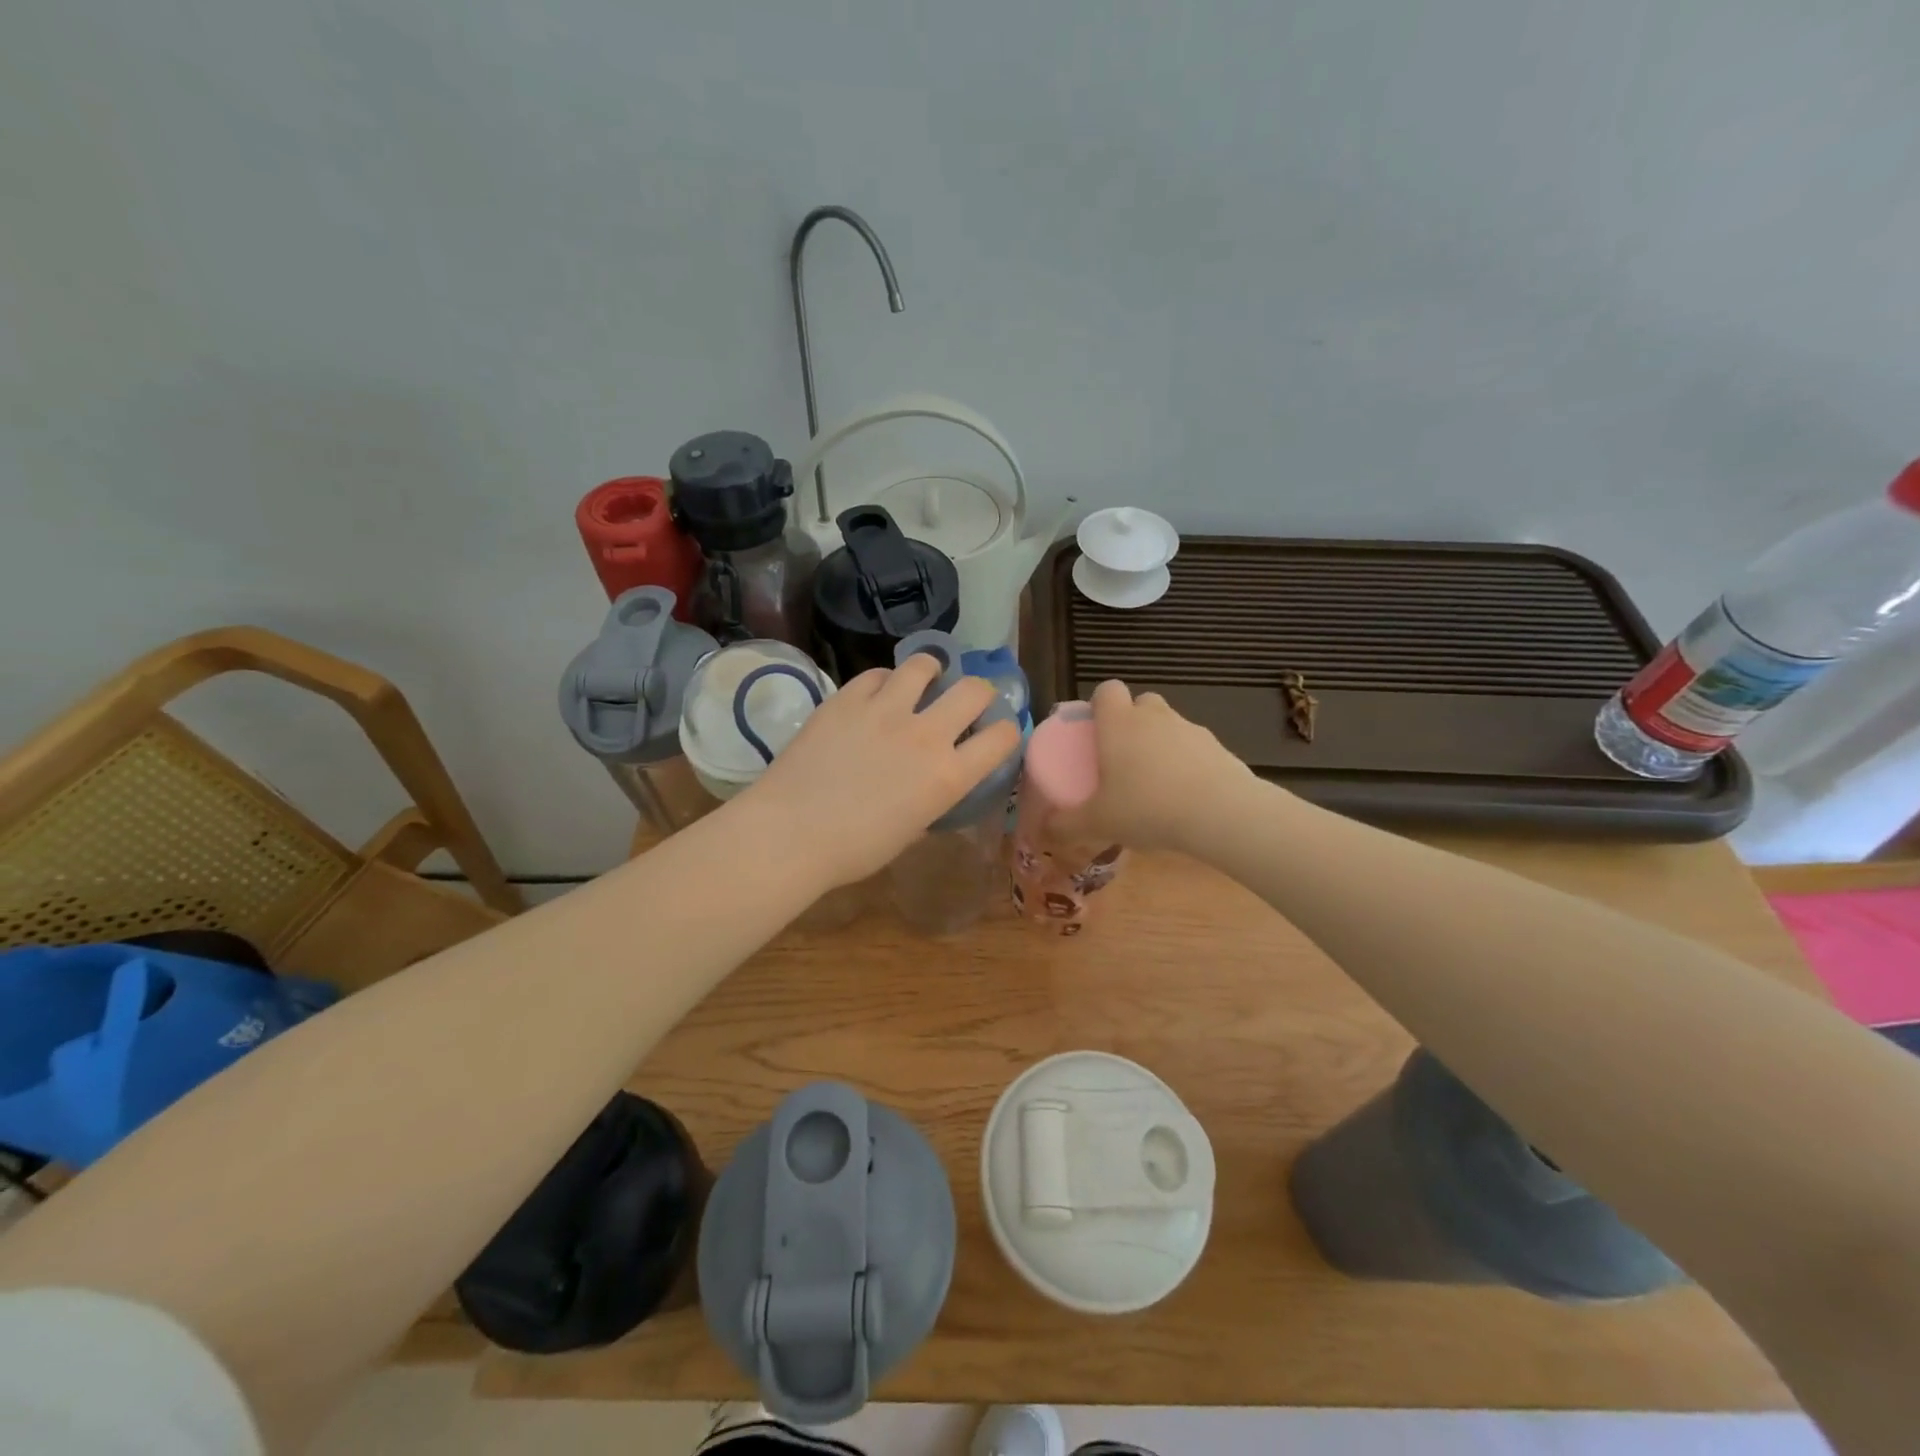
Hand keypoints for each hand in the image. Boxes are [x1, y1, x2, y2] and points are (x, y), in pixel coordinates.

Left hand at [742, 654, 1021, 888]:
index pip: (1001, 738)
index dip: (1006, 732)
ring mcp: (885, 710)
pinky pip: (876, 674)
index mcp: (948, 776)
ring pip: (924, 665)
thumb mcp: (908, 833)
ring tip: (922, 682)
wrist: (791, 833)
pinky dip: (883, 682)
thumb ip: (929, 803)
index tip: (996, 734)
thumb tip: (927, 792)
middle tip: (965, 702)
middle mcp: (926, 734)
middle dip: (978, 693)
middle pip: (973, 691)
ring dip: (930, 672)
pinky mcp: (847, 698)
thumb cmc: (853, 850)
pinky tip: (876, 694)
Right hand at [1052, 679, 1256, 852]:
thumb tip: (1044, 830)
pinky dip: (1187, 762)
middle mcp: (1154, 716)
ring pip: (1169, 724)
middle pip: (1141, 703)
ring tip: (1155, 783)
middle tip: (1123, 757)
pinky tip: (1185, 795)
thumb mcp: (1098, 822)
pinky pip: (1195, 747)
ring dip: (1160, 743)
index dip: (1100, 704)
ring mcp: (1190, 728)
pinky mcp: (1219, 747)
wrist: (1220, 813)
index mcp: (1119, 723)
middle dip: (1132, 722)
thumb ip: (1066, 824)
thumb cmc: (1147, 808)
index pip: (1107, 689)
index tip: (1095, 730)